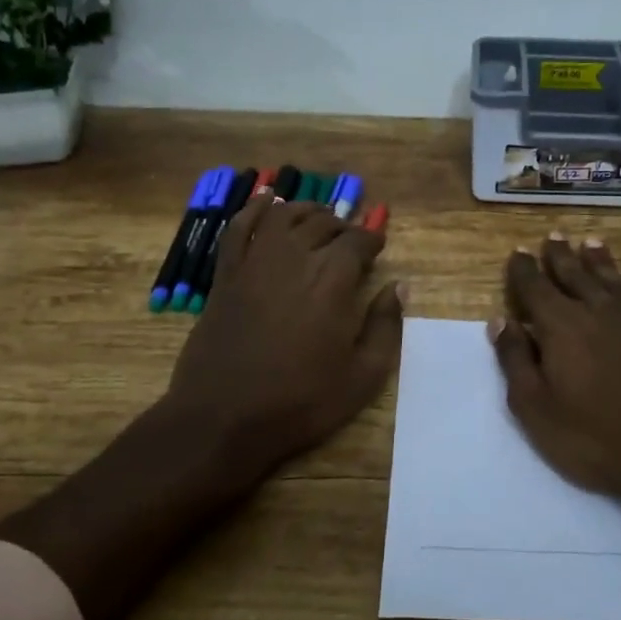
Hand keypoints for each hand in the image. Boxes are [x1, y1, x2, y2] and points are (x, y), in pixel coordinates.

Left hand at [162, 197, 402, 483]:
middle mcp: (295, 258)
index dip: (372, 239)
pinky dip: (254, 208)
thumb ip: (385, 327)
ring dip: (306, 211)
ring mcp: (256, 262)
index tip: (378, 247)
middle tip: (351, 239)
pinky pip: (240, 227)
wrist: (222, 418)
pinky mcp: (226, 274)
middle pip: (323, 224)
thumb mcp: (362, 377)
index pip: (358, 240)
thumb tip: (399, 287)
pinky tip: (267, 201)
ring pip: (285, 216)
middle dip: (343, 226)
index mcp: (332, 279)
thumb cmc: (299, 402)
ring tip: (318, 218)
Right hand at [491, 233, 620, 550]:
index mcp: (560, 325)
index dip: (523, 269)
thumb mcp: (538, 410)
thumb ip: (516, 362)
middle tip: (553, 235)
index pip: (535, 287)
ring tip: (589, 241)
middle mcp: (596, 309)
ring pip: (610, 277)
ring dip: (598, 258)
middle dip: (560, 255)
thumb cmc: (600, 438)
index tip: (518, 252)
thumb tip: (500, 321)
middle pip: (574, 273)